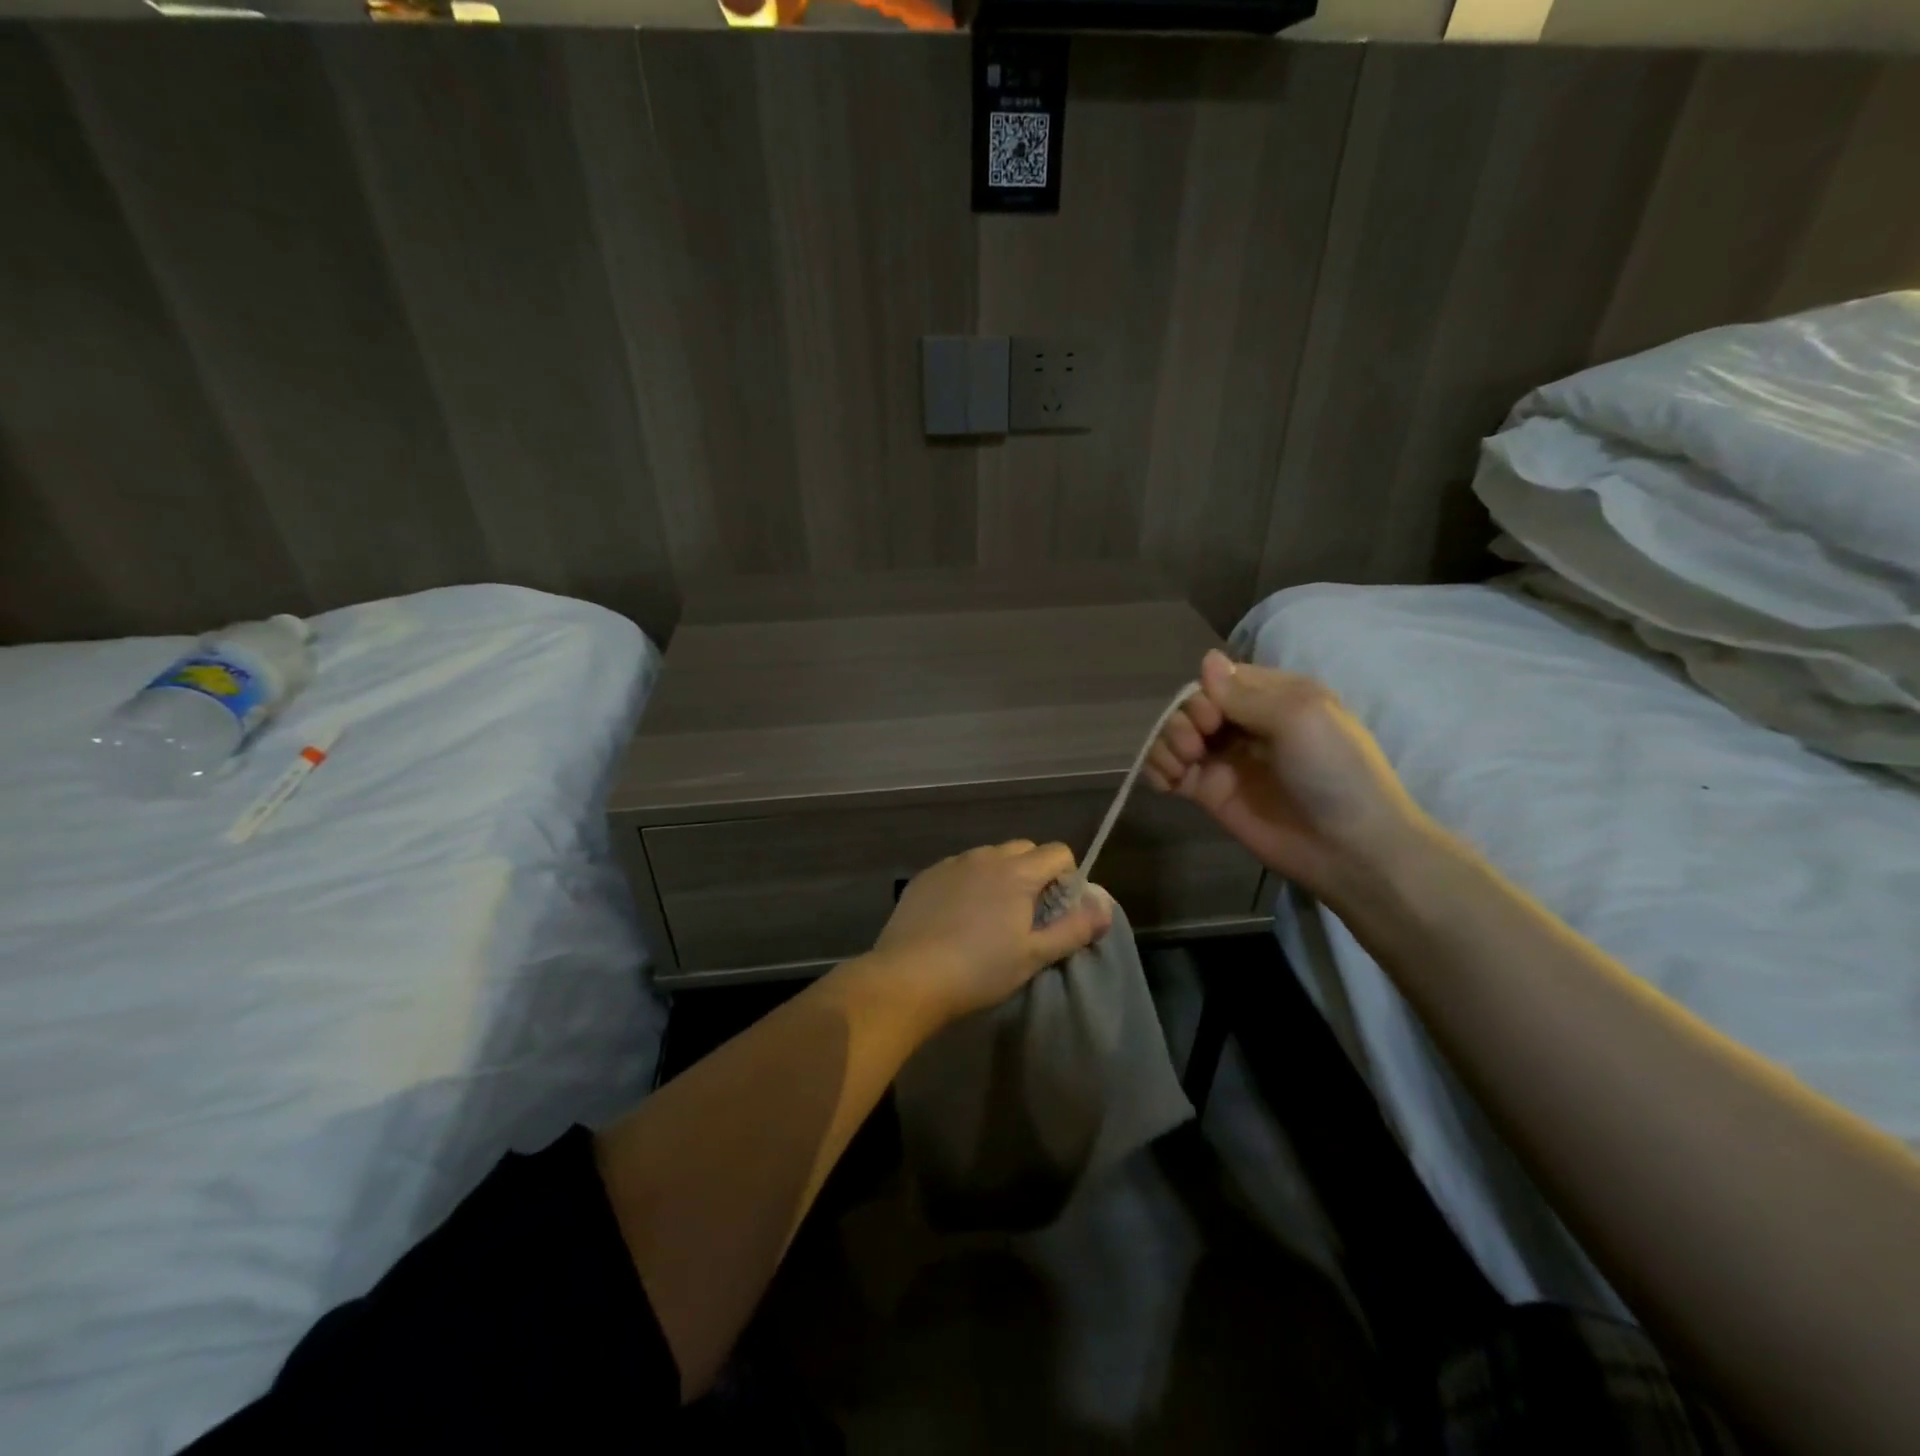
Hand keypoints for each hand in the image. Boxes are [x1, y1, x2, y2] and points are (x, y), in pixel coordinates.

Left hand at [871, 841, 1113, 1026]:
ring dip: (1000, 877)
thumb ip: (1074, 929)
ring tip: (990, 918)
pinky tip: (957, 919)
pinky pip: (959, 869)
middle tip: (1028, 915)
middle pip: (1024, 850)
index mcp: (1016, 871)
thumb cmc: (979, 970)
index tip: (1058, 911)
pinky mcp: (925, 877)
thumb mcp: (1034, 956)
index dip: (1067, 878)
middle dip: (1035, 874)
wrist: (908, 977)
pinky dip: (969, 884)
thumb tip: (1104, 908)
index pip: (1058, 852)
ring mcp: (951, 864)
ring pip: (989, 858)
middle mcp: (984, 857)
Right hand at [1143, 649, 1431, 905]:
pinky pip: (1170, 770)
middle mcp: (1246, 723)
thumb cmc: (1335, 772)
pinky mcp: (1210, 793)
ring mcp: (1226, 759)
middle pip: (1193, 705)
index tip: (1212, 717)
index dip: (1205, 693)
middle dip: (1184, 719)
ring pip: (1176, 734)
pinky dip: (1157, 769)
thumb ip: (1246, 692)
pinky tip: (1166, 782)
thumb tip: (1207, 659)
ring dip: (1166, 742)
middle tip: (1198, 744)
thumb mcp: (1300, 716)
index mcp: (1275, 697)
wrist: (1350, 849)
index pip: (1221, 679)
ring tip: (1181, 765)